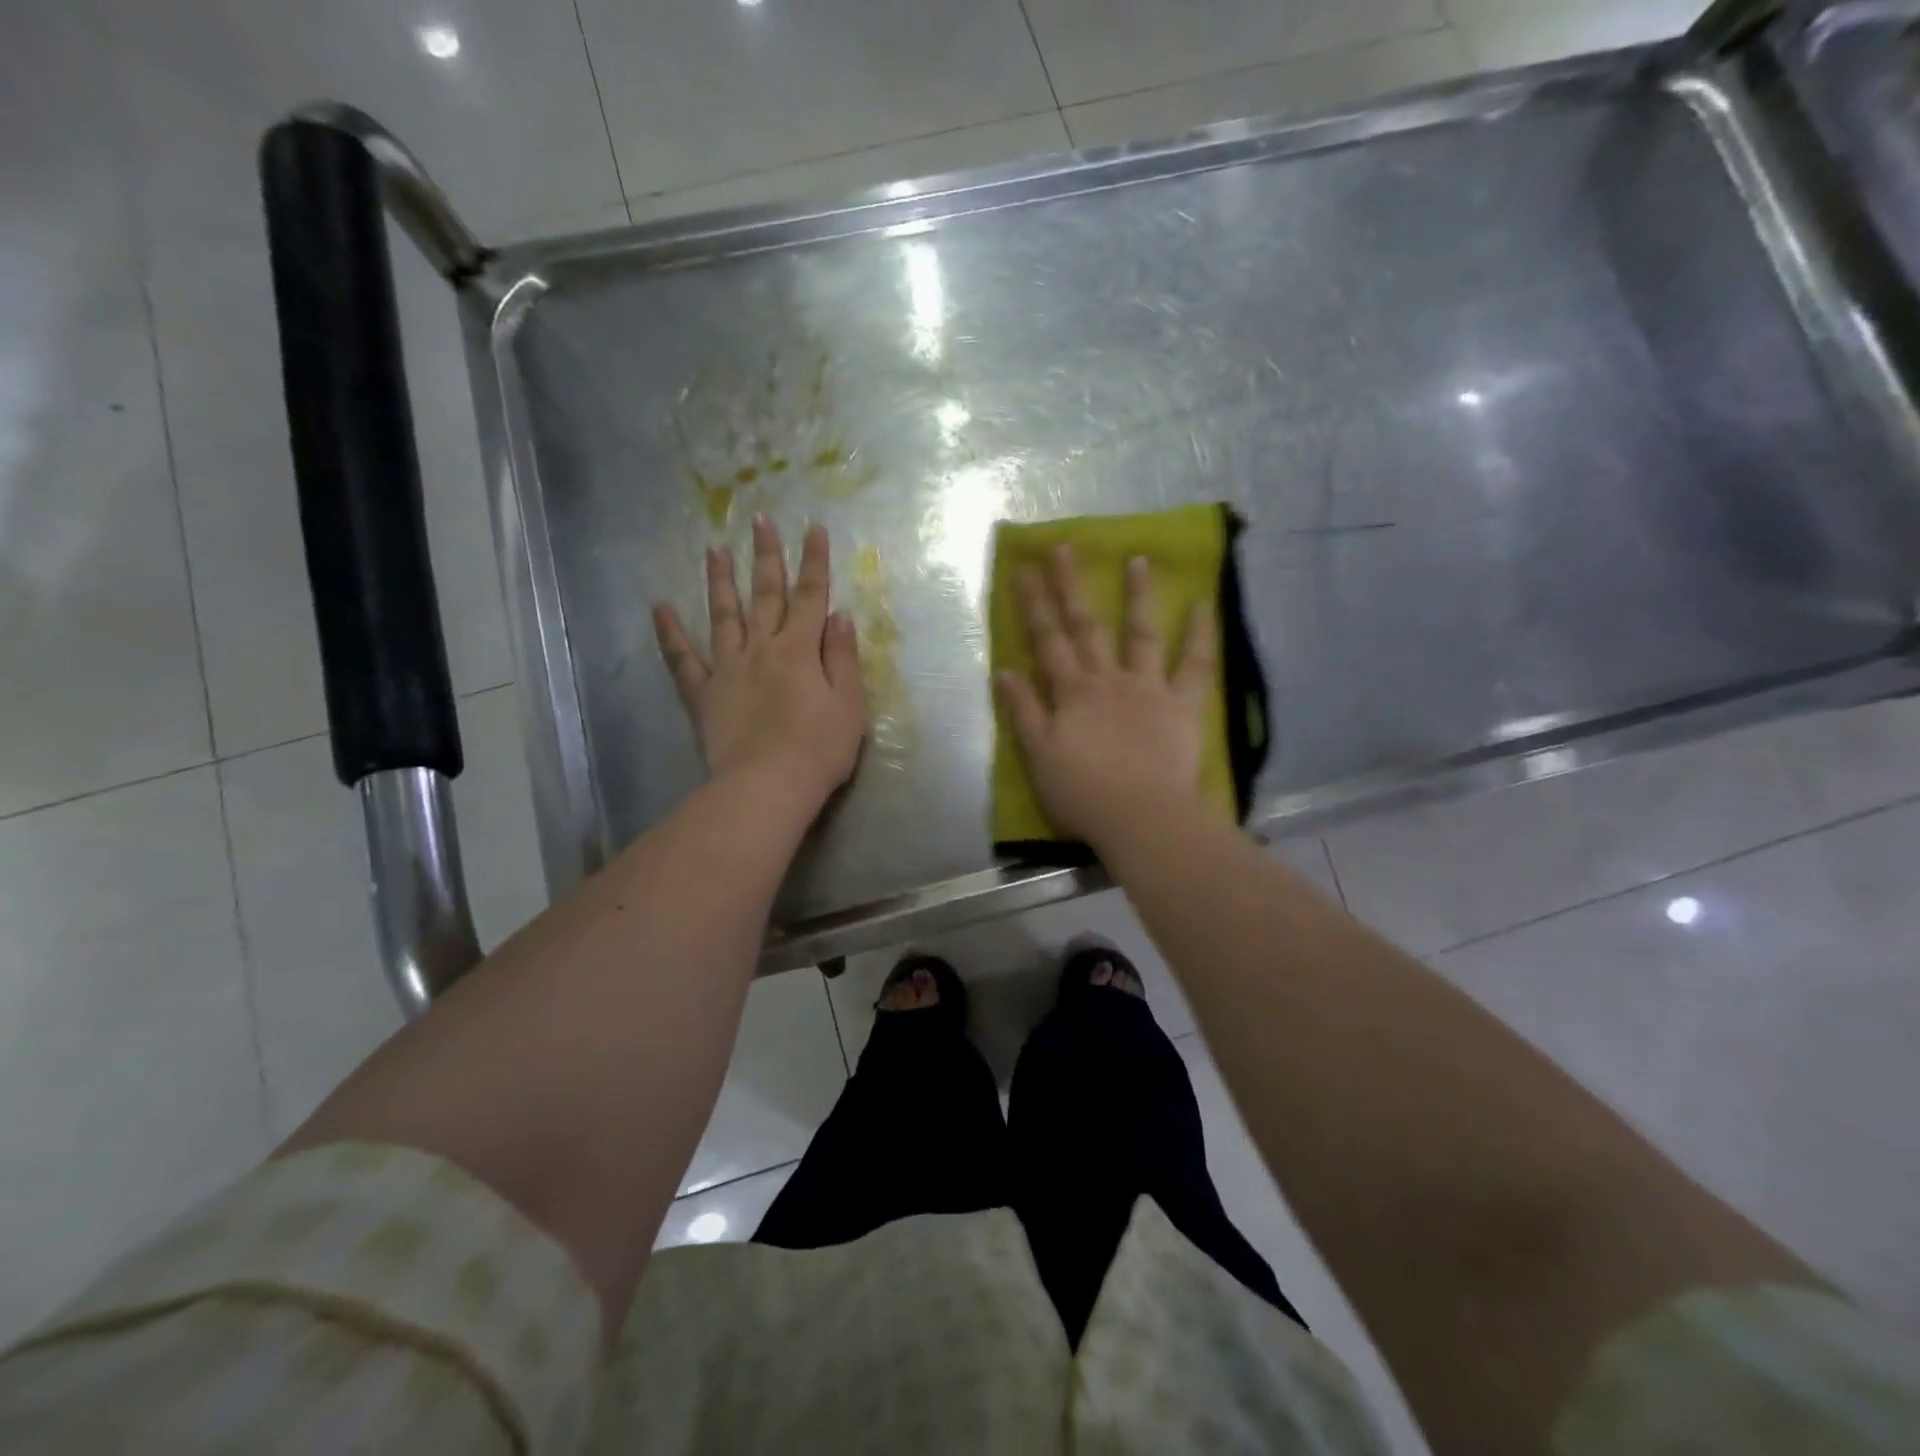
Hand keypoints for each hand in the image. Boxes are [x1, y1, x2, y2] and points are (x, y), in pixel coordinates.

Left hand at [654, 517, 865, 814]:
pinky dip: (670, 634)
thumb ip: (843, 657)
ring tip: (713, 549)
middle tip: (758, 521)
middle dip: (765, 557)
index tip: (813, 528)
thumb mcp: (849, 704)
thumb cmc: (819, 750)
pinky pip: (683, 660)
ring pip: (724, 616)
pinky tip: (660, 609)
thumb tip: (840, 615)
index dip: (814, 562)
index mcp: (800, 650)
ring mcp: (728, 669)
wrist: (768, 786)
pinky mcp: (704, 694)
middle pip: (765, 595)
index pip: (810, 596)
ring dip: (720, 581)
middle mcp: (762, 649)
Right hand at [996, 546, 1213, 847]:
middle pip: (1086, 627)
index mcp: (1072, 693)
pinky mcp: (1182, 705)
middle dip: (1072, 587)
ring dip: (1137, 596)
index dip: (1034, 605)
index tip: (1026, 569)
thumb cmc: (1083, 794)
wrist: (1141, 818)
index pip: (1047, 641)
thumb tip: (1005, 671)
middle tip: (1065, 548)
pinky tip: (1201, 606)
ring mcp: (1148, 688)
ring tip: (1137, 560)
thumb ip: (1024, 712)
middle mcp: (1107, 680)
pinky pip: (1194, 666)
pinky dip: (1198, 636)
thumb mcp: (1039, 756)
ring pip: (1140, 634)